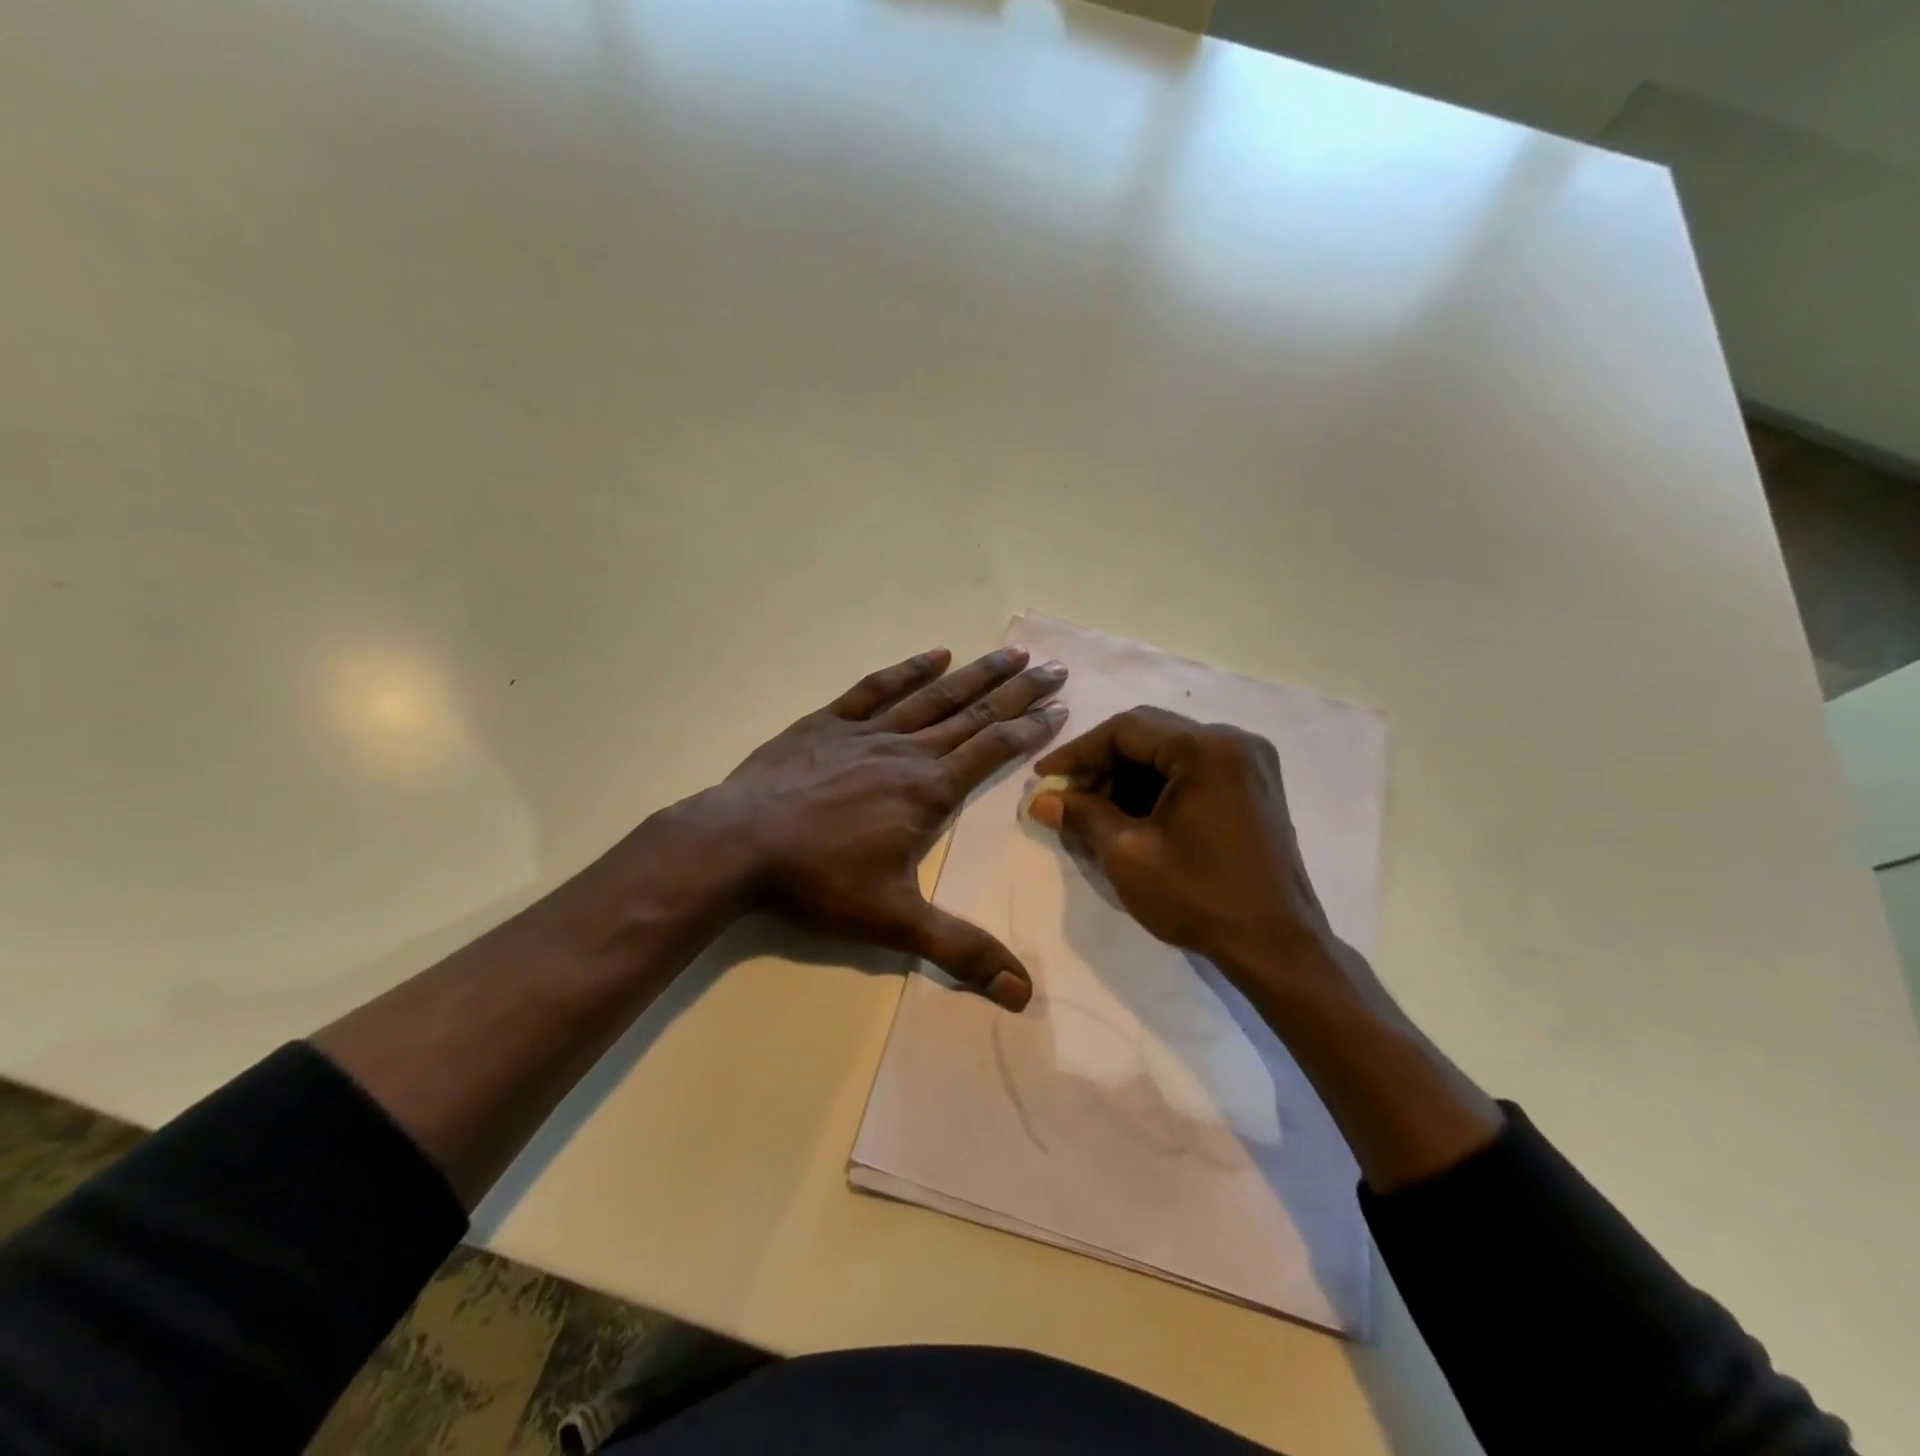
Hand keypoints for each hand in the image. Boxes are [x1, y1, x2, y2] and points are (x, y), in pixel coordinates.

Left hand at [691, 645, 1068, 1009]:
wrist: (737, 846)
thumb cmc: (818, 881)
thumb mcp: (894, 923)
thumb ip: (960, 951)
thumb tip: (1023, 993)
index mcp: (928, 791)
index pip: (992, 751)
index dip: (1031, 729)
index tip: (1061, 707)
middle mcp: (906, 752)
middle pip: (973, 714)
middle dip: (1018, 691)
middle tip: (1055, 666)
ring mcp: (866, 731)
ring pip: (933, 695)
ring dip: (975, 673)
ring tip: (1011, 652)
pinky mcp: (828, 723)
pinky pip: (876, 687)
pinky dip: (908, 670)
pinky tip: (934, 655)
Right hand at [1027, 706, 1336, 988]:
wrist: (1276, 945)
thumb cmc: (1200, 898)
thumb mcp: (1128, 855)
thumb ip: (1082, 816)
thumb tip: (1040, 800)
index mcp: (1206, 749)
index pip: (1126, 729)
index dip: (1078, 751)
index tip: (1043, 776)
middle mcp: (1233, 740)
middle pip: (1149, 733)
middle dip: (1102, 763)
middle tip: (1066, 795)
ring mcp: (1249, 761)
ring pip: (1169, 750)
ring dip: (1128, 774)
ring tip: (1094, 810)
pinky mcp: (1253, 783)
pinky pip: (1192, 767)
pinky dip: (1157, 784)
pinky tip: (1131, 814)